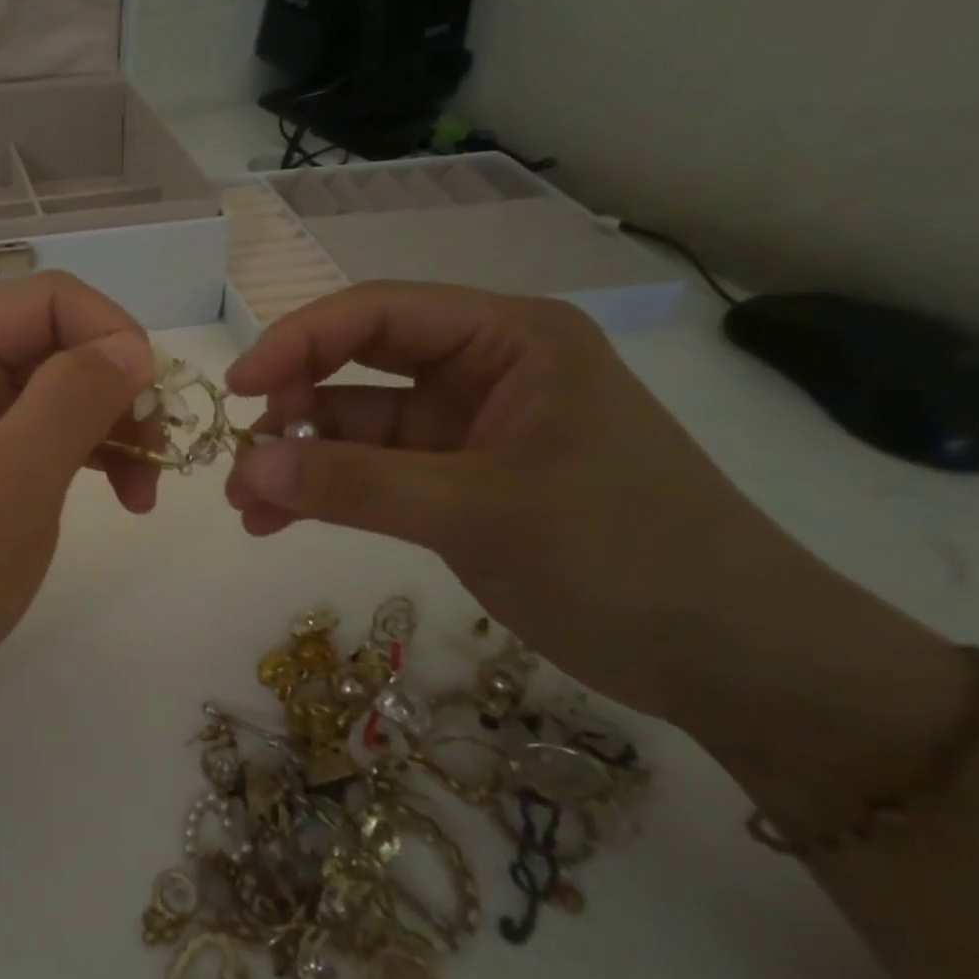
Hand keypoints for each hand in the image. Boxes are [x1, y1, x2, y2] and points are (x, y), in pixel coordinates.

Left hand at [0, 273, 156, 718]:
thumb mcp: (9, 485)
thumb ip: (71, 401)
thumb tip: (134, 346)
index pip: (48, 298)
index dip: (111, 333)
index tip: (152, 403)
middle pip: (60, 338)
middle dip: (119, 386)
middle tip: (157, 454)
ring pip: (66, 383)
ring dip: (116, 424)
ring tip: (144, 490)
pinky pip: (54, 427)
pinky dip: (96, 452)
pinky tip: (125, 495)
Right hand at [222, 282, 814, 720]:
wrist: (740, 666)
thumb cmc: (626, 560)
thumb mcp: (478, 513)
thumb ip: (354, 485)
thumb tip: (245, 465)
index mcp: (509, 339)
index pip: (379, 312)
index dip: (298, 341)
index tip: (238, 388)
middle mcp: (485, 370)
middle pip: (359, 365)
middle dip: (293, 408)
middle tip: (240, 460)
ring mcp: (469, 429)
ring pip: (357, 425)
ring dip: (300, 460)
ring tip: (248, 507)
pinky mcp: (460, 481)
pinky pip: (373, 472)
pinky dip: (326, 491)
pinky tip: (279, 521)